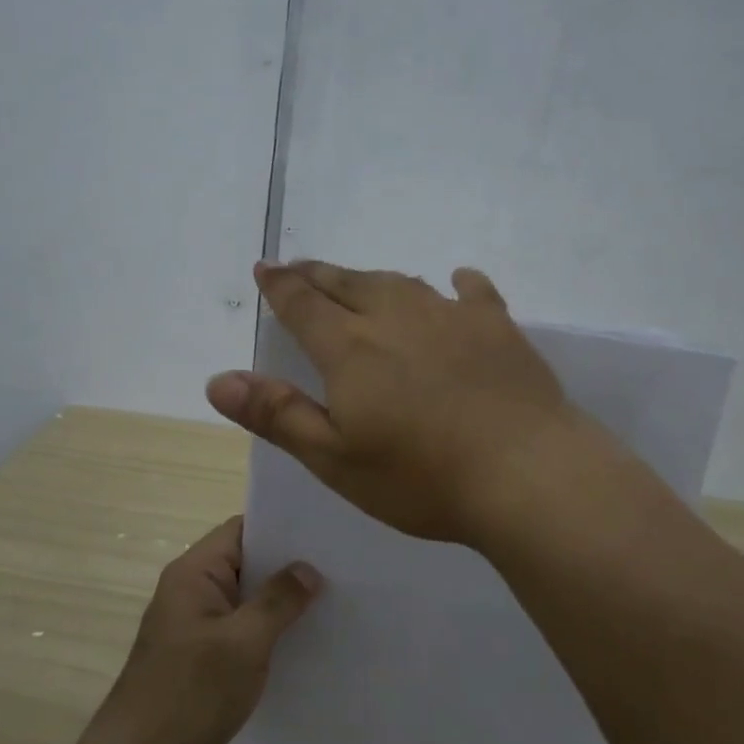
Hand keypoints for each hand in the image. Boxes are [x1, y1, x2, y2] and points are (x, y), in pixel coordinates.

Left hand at [97, 516, 321, 743]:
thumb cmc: (191, 691)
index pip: (240, 531)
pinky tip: (305, 649)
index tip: (322, 532)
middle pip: (246, 566)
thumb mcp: (243, 641)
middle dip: (288, 569)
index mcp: (194, 575)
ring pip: (247, 605)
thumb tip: (308, 570)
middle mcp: (192, 595)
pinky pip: (242, 638)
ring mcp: (196, 632)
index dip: (279, 527)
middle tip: (338, 568)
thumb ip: (278, 601)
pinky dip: (269, 639)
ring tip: (332, 605)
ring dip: (281, 608)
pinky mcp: (202, 666)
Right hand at [205, 260, 590, 545]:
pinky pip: (472, 292)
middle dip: (318, 274)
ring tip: (360, 279)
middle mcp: (395, 316)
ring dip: (373, 278)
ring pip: (401, 282)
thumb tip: (218, 380)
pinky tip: (457, 280)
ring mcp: (450, 316)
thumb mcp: (335, 458)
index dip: (280, 285)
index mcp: (351, 347)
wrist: (525, 472)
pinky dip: (458, 283)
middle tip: (300, 267)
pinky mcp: (496, 326)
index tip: (264, 268)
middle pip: (348, 282)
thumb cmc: (421, 476)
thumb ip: (277, 414)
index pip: (303, 303)